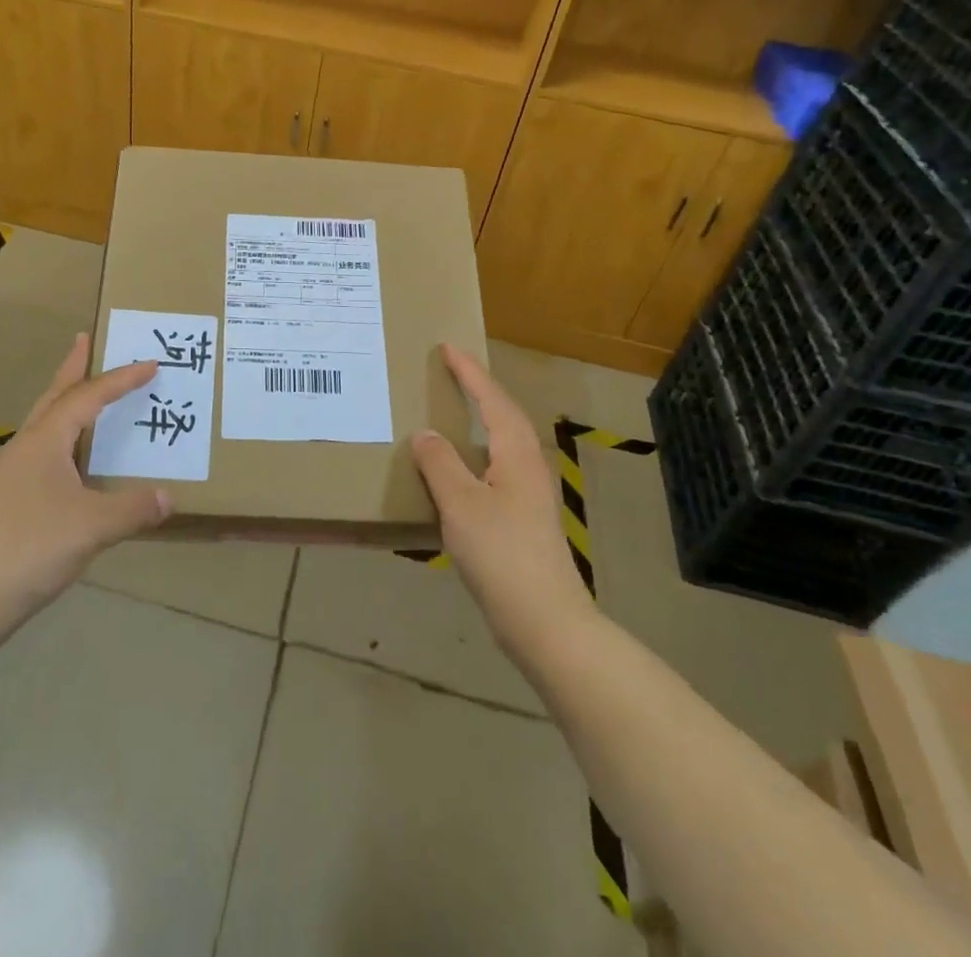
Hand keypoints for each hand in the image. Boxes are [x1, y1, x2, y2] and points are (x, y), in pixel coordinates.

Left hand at [0, 334, 170, 641]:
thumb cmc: (30, 548)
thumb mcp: (92, 526)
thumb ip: (133, 508)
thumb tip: (170, 497)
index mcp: (45, 441)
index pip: (88, 397)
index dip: (121, 380)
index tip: (150, 364)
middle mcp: (27, 447)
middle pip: (54, 396)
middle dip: (73, 368)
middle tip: (87, 341)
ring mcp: (14, 474)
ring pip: (46, 424)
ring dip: (67, 401)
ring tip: (86, 392)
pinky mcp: (11, 499)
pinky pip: (45, 451)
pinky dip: (65, 438)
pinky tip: (75, 460)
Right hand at [412, 345, 596, 661]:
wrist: (545, 622)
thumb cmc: (503, 555)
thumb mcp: (461, 504)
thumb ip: (440, 464)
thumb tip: (425, 434)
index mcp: (517, 454)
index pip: (492, 400)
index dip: (470, 373)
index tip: (448, 348)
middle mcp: (528, 466)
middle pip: (505, 416)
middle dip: (480, 390)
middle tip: (452, 371)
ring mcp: (529, 494)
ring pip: (503, 442)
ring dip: (481, 420)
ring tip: (453, 410)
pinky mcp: (523, 519)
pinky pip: (496, 468)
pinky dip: (476, 453)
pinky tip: (459, 470)